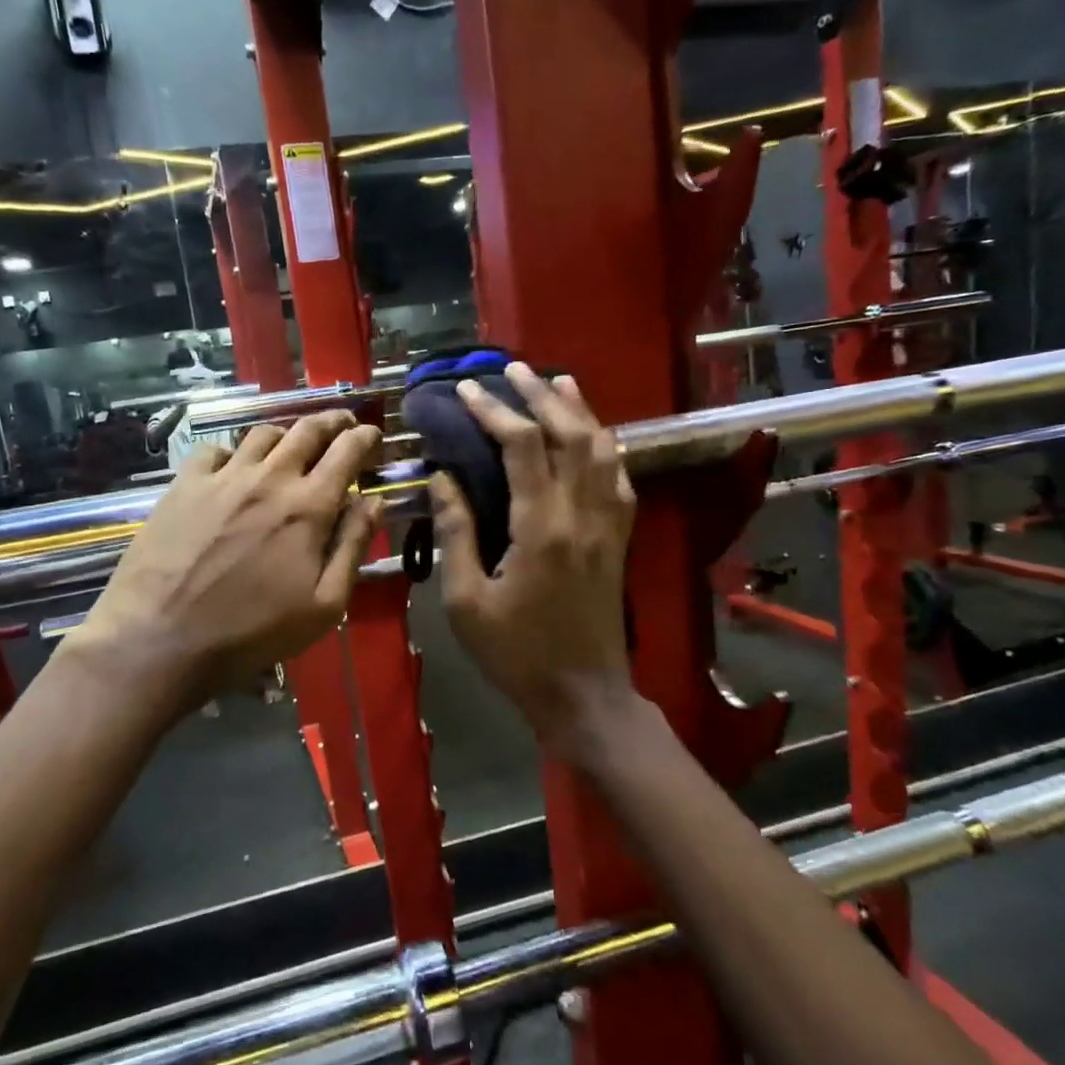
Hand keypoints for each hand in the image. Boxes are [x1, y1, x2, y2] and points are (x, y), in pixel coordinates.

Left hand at [71, 412, 382, 720]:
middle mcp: (269, 477)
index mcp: (309, 506)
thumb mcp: (323, 605)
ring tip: (292, 445)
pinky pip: (215, 450)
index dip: (365, 437)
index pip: (347, 451)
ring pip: (262, 433)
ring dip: (286, 434)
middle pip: (307, 430)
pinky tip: (234, 468)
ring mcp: (223, 477)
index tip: (373, 436)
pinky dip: (234, 452)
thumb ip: (353, 546)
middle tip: (342, 424)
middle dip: (332, 421)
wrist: (161, 637)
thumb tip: (374, 501)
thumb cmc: (252, 630)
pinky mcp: (184, 484)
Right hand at [431, 363, 638, 763]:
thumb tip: (444, 478)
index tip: (468, 390)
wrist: (582, 695)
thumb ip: (457, 533)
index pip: (523, 448)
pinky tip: (592, 435)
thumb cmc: (516, 654)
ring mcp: (610, 525)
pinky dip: (604, 446)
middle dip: (541, 395)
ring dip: (580, 411)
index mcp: (542, 528)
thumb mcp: (467, 600)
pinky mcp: (620, 539)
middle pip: (571, 435)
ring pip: (603, 449)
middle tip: (514, 369)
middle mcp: (583, 515)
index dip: (495, 411)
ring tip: (557, 382)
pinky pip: (619, 478)